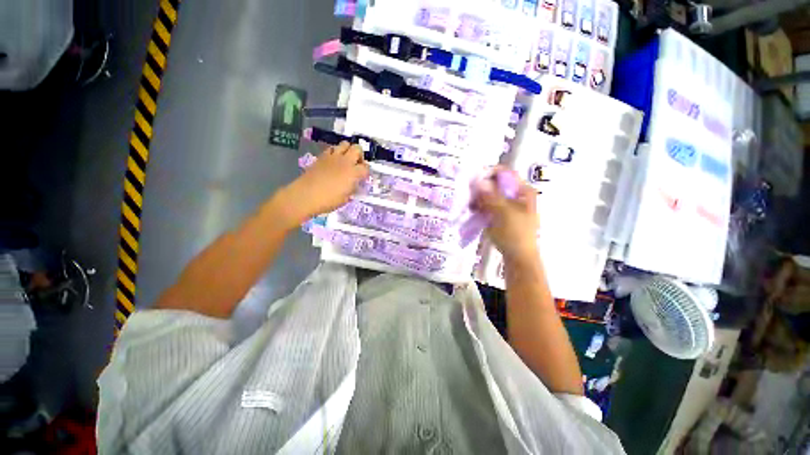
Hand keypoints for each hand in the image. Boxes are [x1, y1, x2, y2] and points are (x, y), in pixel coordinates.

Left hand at [277, 142, 369, 225]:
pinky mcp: (322, 156)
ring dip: (348, 151)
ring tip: (345, 161)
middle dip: (360, 155)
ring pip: (345, 144)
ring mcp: (333, 157)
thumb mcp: (345, 198)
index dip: (366, 172)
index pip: (366, 167)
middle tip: (356, 165)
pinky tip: (334, 161)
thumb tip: (353, 184)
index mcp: (353, 173)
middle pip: (357, 148)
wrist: (305, 195)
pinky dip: (336, 152)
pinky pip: (332, 148)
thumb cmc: (328, 201)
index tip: (363, 177)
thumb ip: (352, 188)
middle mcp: (345, 161)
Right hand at [472, 168, 539, 264]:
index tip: (473, 180)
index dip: (489, 174)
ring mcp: (508, 206)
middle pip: (496, 185)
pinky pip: (488, 206)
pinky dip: (480, 207)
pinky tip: (472, 211)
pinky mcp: (500, 216)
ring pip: (490, 196)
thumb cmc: (515, 233)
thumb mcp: (503, 213)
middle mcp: (516, 195)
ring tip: (469, 205)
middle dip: (481, 188)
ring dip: (479, 198)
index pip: (505, 174)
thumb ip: (490, 195)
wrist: (518, 257)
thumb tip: (478, 180)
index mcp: (523, 191)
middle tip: (469, 194)